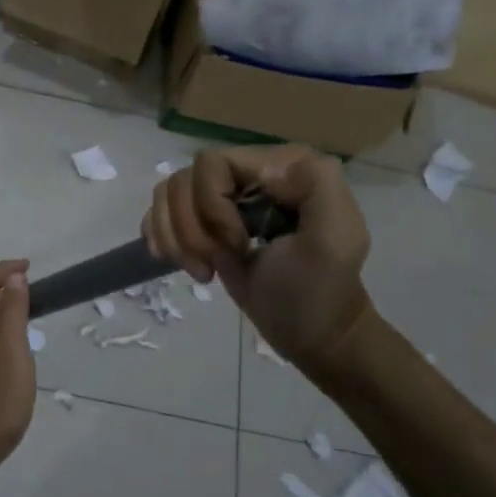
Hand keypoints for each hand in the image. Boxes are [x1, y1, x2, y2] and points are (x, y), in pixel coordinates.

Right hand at [143, 147, 374, 371]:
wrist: (311, 333)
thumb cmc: (319, 290)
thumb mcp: (336, 237)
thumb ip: (317, 184)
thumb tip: (262, 169)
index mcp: (280, 165)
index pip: (212, 163)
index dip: (213, 206)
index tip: (239, 245)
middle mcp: (248, 171)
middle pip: (183, 180)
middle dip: (192, 228)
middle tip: (217, 261)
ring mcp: (221, 196)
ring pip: (167, 194)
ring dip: (176, 237)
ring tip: (203, 268)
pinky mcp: (201, 220)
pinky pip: (159, 211)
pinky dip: (161, 238)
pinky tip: (179, 262)